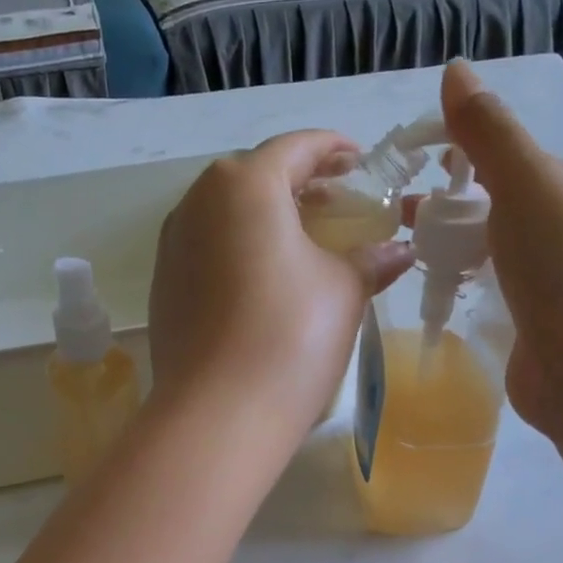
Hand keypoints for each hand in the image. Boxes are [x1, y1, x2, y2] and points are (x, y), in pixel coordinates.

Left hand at [147, 130, 412, 444]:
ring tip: (302, 243)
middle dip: (298, 185)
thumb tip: (399, 250)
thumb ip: (370, 259)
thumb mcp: (343, 291)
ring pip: (225, 214)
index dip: (334, 150)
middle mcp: (196, 203)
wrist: (216, 414)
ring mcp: (171, 246)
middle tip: (336, 206)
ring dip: (265, 219)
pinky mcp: (163, 287)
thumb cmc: (290, 337)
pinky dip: (238, 250)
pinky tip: (263, 281)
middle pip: (254, 177)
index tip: (360, 161)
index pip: (296, 148)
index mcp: (244, 185)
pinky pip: (207, 250)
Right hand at [438, 62, 562, 431]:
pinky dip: (465, 295)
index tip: (409, 167)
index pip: (506, 164)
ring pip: (492, 260)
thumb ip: (490, 133)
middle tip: (395, 221)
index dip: (459, 157)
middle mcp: (562, 239)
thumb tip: (455, 69)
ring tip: (405, 261)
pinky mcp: (533, 338)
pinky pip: (491, 304)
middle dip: (448, 210)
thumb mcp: (526, 185)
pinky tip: (438, 305)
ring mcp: (550, 293)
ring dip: (453, 253)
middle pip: (496, 214)